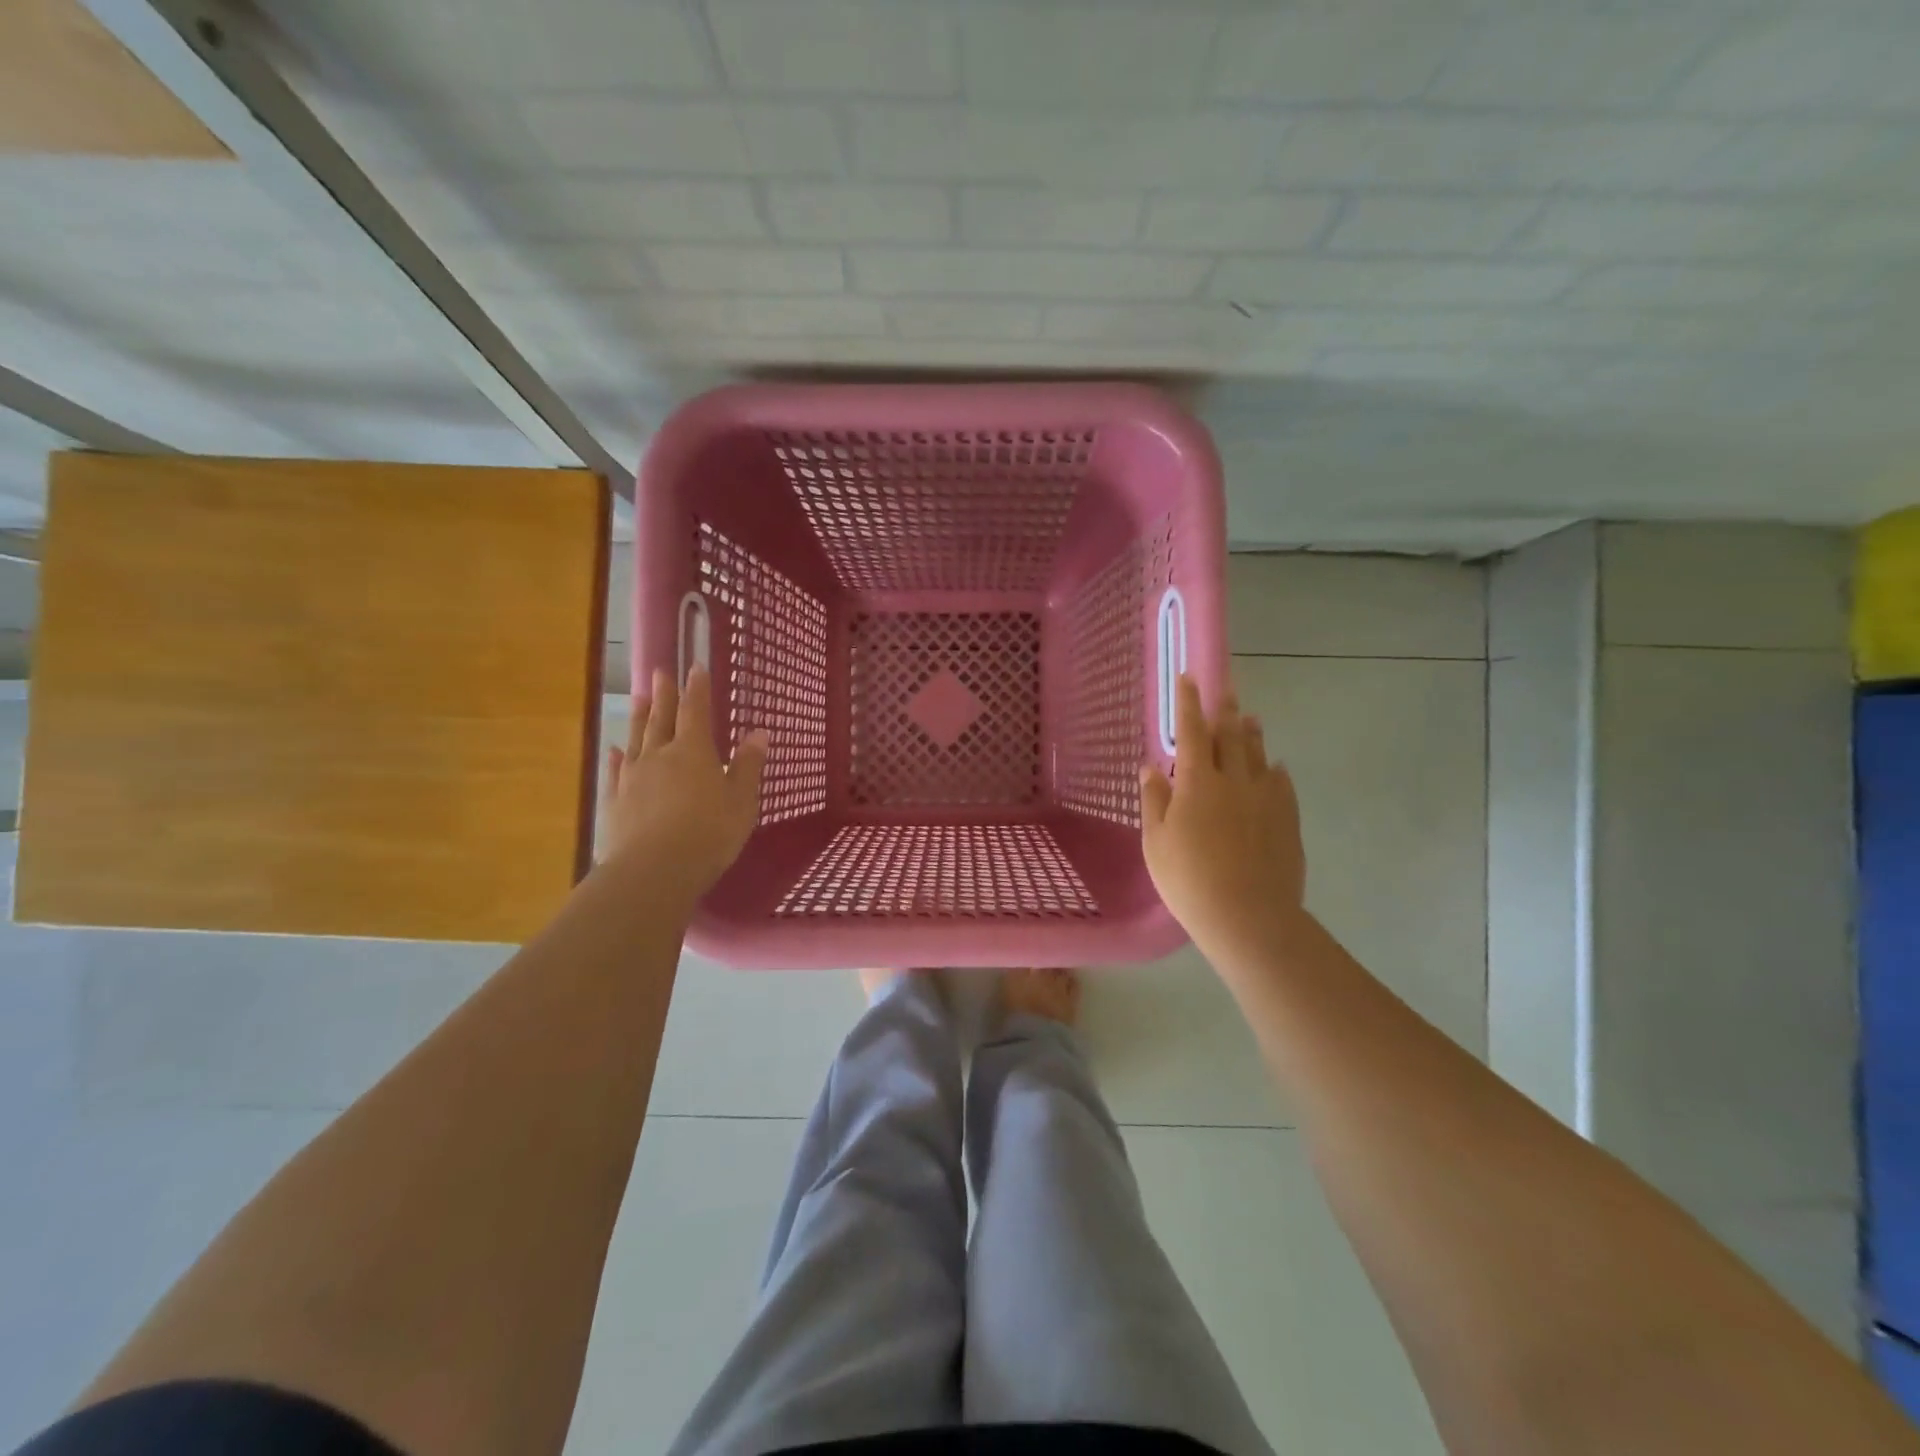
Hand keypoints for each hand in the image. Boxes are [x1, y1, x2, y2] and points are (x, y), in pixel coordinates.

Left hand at [597, 664, 768, 902]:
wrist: (654, 870)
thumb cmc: (709, 833)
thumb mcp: (741, 801)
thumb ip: (748, 766)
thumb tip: (759, 732)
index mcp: (694, 751)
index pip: (696, 711)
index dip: (697, 689)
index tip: (695, 668)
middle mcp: (660, 755)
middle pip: (661, 718)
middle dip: (663, 695)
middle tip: (660, 672)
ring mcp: (633, 777)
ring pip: (636, 739)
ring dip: (638, 717)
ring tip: (638, 698)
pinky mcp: (614, 801)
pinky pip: (615, 771)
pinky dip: (616, 757)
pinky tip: (614, 750)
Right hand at [1140, 675, 1306, 960]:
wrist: (1248, 917)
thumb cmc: (1189, 880)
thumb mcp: (1156, 842)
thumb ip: (1155, 800)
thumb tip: (1151, 767)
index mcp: (1198, 783)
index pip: (1192, 732)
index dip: (1189, 703)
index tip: (1188, 678)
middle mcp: (1235, 781)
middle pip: (1231, 736)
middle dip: (1225, 710)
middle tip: (1225, 690)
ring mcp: (1266, 799)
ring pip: (1259, 755)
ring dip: (1252, 733)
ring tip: (1250, 718)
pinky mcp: (1288, 820)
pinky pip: (1282, 783)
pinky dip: (1274, 769)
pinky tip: (1274, 767)